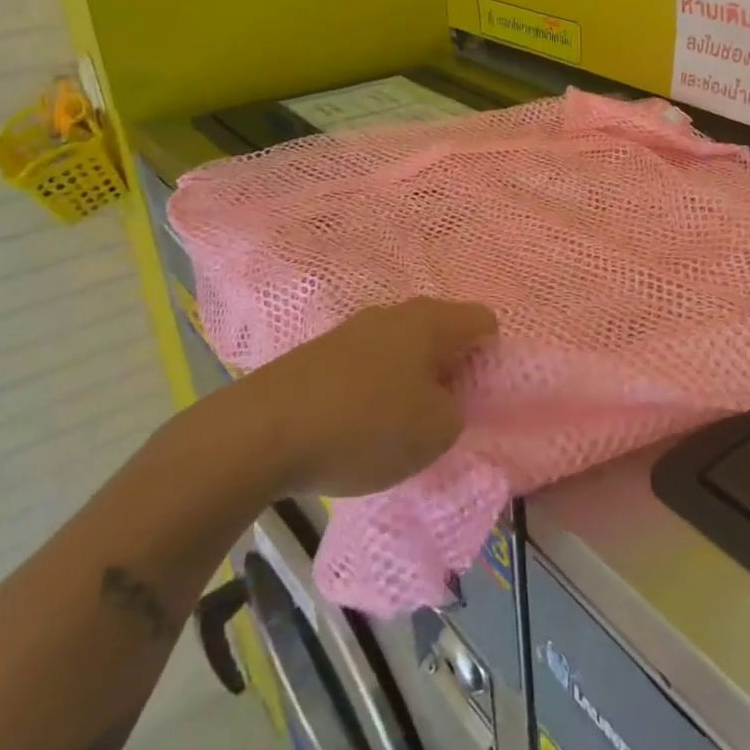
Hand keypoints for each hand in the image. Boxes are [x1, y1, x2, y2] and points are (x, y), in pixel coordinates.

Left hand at [209, 298, 497, 497]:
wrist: (258, 435)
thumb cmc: (365, 426)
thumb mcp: (436, 432)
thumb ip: (456, 411)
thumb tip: (442, 400)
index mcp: (430, 322)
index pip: (483, 321)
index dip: (492, 355)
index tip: (480, 394)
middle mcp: (392, 314)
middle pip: (440, 332)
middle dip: (450, 368)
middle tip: (445, 411)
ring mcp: (350, 330)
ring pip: (400, 348)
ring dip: (409, 379)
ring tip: (399, 424)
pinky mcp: (316, 354)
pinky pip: (365, 365)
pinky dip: (373, 389)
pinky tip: (357, 425)